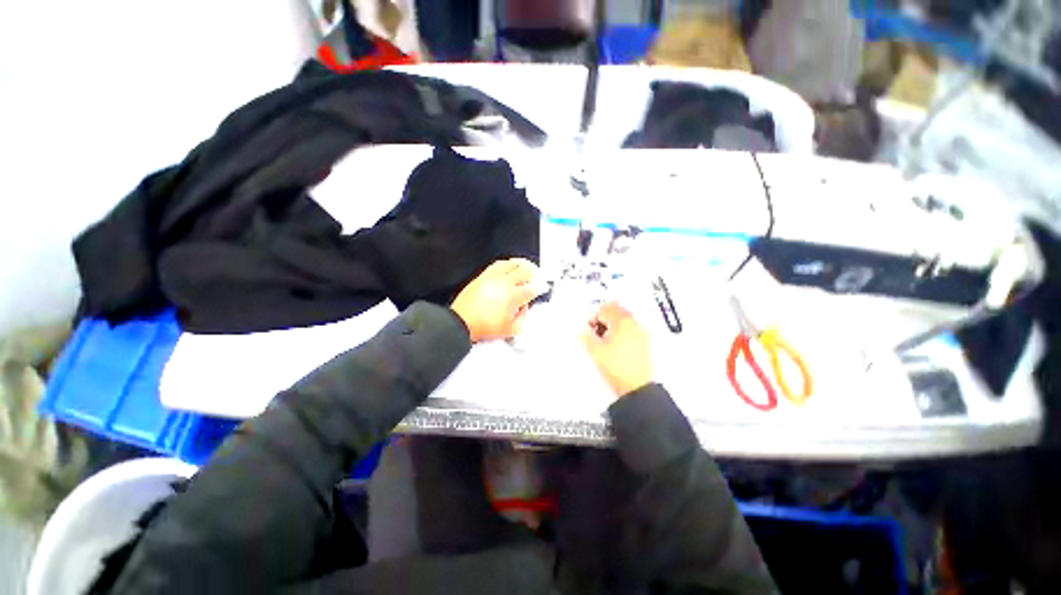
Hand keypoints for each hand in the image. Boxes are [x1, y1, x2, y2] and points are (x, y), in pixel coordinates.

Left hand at [451, 259, 540, 342]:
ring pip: (511, 264)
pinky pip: (497, 264)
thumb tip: (524, 309)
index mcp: (514, 296)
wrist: (462, 322)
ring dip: (522, 264)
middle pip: (525, 271)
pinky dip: (507, 263)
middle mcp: (505, 284)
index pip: (532, 288)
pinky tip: (508, 265)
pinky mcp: (483, 276)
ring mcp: (493, 278)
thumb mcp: (511, 330)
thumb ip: (522, 318)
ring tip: (527, 266)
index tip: (542, 288)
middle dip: (535, 273)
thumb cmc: (483, 326)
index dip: (540, 287)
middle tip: (538, 276)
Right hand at [581, 302, 653, 398]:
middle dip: (604, 317)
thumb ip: (586, 336)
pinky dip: (622, 332)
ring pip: (624, 319)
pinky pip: (631, 329)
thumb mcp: (595, 351)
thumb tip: (582, 329)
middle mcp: (634, 323)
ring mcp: (642, 332)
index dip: (593, 317)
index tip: (588, 328)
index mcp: (621, 321)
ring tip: (606, 339)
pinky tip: (617, 345)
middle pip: (617, 310)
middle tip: (596, 330)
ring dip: (613, 324)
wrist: (637, 388)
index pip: (604, 309)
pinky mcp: (645, 342)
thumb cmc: (617, 368)